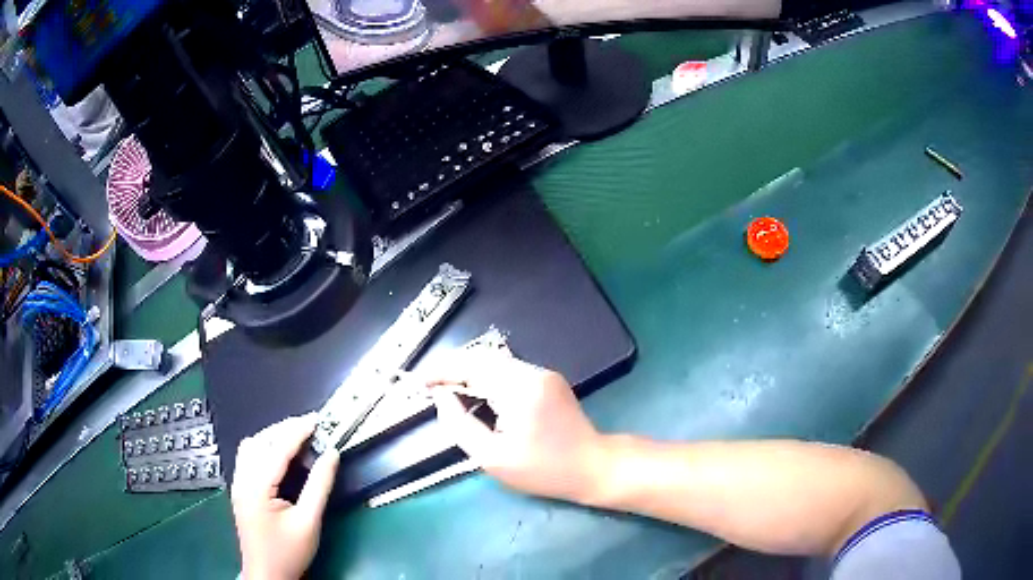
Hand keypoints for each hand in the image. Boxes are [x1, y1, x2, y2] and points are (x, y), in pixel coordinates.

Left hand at [230, 415, 339, 579]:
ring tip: (297, 438)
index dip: (297, 431)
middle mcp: (242, 479)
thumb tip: (331, 454)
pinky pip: (248, 456)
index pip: (277, 448)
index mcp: (257, 486)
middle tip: (311, 427)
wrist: (267, 574)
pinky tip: (280, 456)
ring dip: (273, 436)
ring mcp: (238, 483)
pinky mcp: (240, 489)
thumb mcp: (309, 521)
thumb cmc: (289, 552)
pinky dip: (265, 448)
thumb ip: (319, 485)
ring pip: (251, 446)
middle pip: (260, 441)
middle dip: (284, 429)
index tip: (317, 419)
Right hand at [426, 353, 607, 502]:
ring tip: (449, 392)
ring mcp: (543, 374)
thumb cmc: (543, 469)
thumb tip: (441, 398)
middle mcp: (532, 372)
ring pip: (495, 363)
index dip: (442, 371)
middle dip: (453, 369)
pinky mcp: (548, 380)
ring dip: (469, 374)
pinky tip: (478, 396)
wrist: (593, 466)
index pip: (471, 367)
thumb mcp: (493, 458)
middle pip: (482, 358)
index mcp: (519, 389)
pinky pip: (509, 371)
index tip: (420, 381)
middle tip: (431, 387)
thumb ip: (460, 425)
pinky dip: (487, 379)